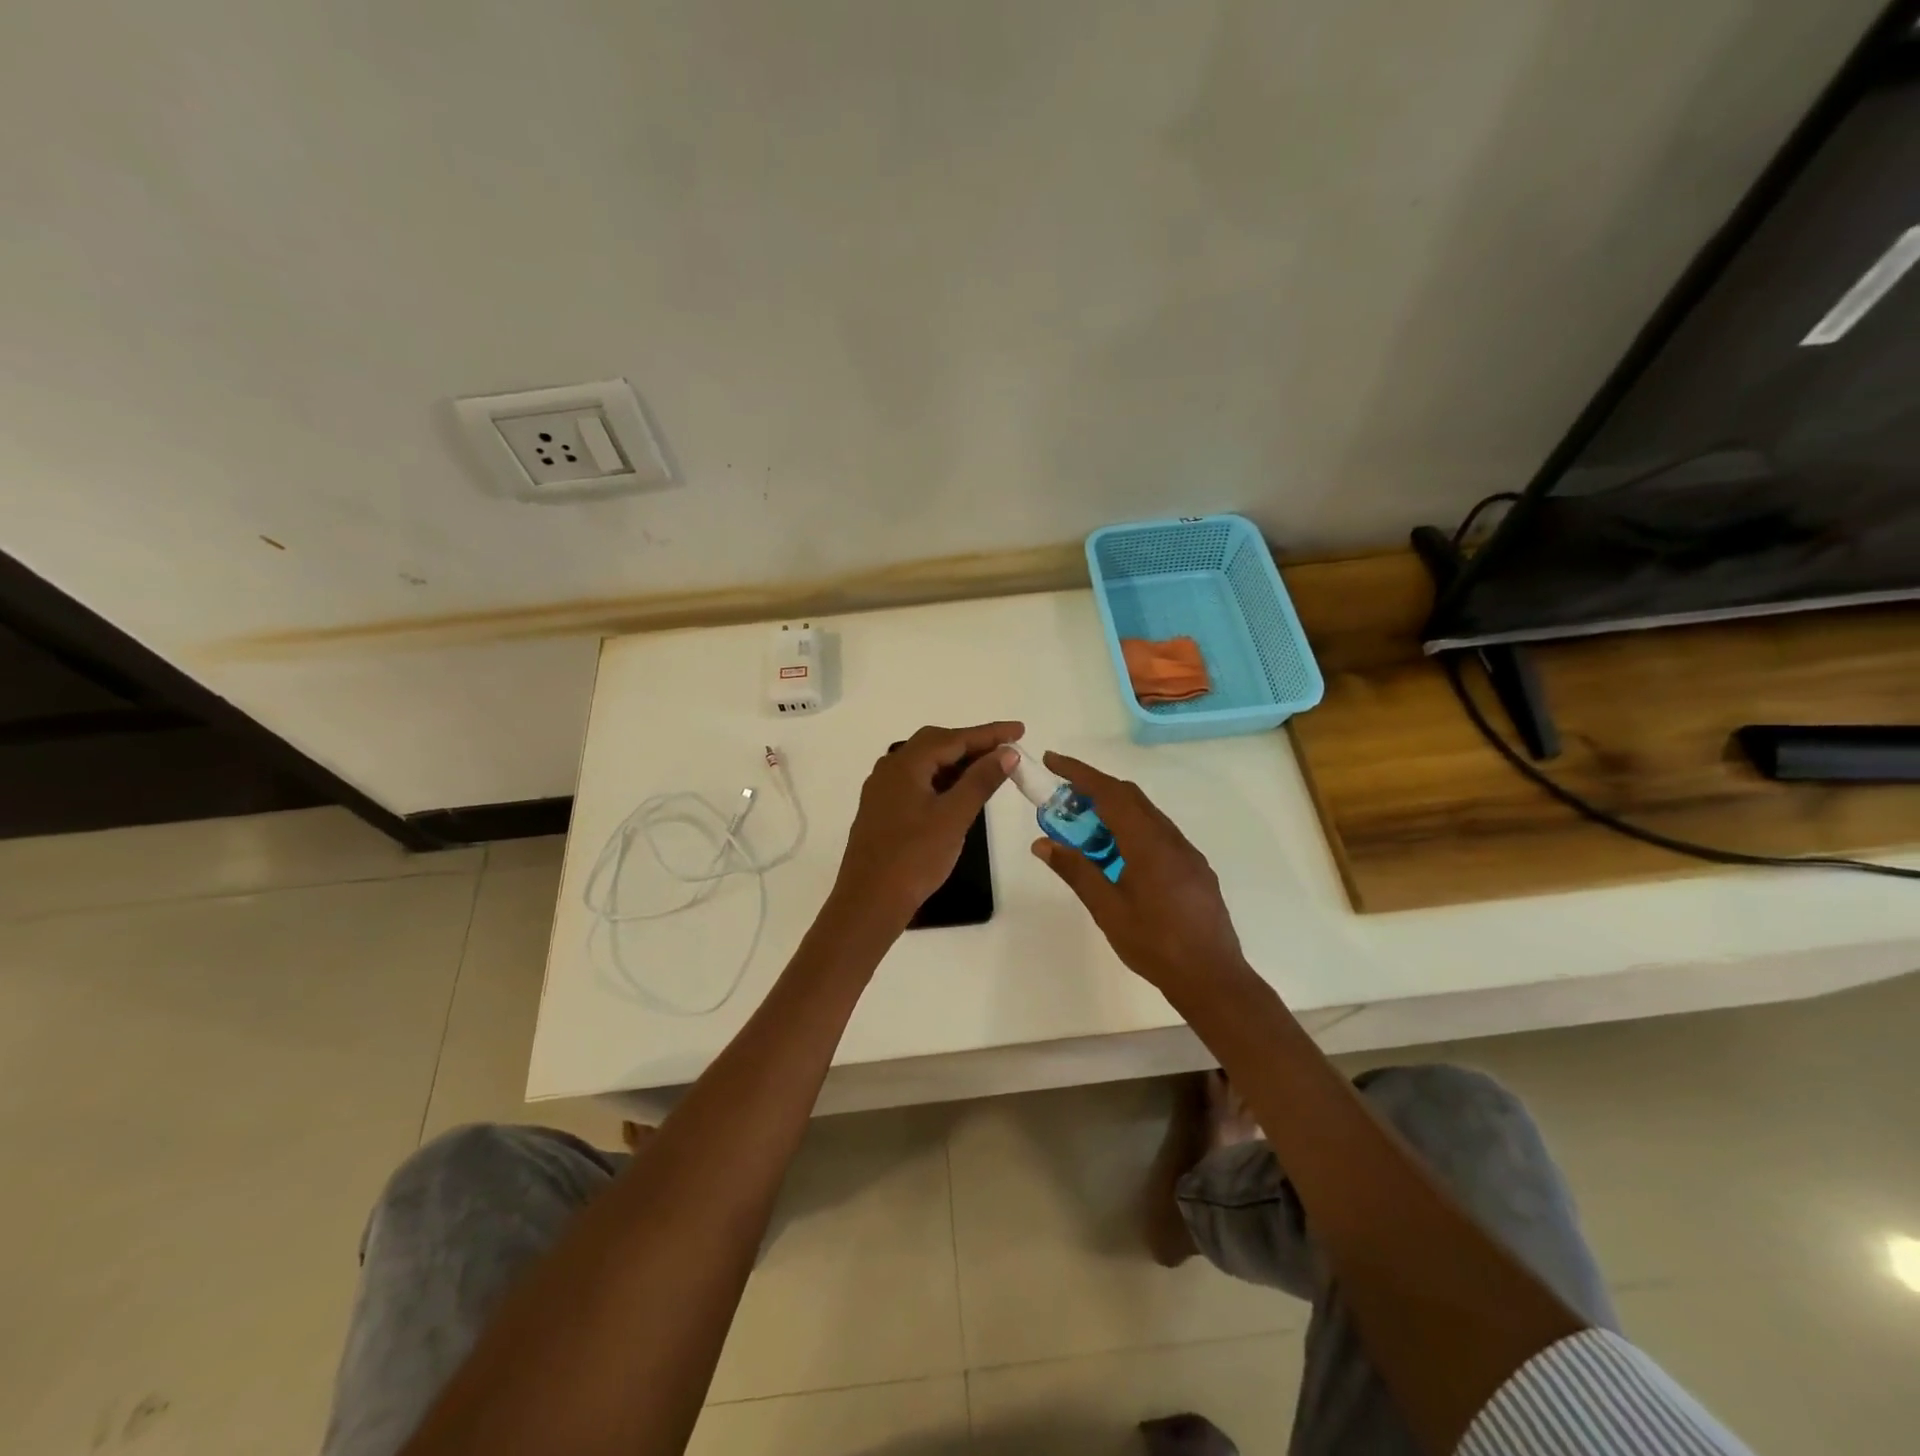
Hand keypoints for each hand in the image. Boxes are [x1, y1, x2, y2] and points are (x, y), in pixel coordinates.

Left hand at [830, 721, 1023, 930]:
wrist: (869, 902)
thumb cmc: (914, 857)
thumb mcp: (954, 817)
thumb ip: (981, 780)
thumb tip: (1006, 751)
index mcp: (905, 764)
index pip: (954, 738)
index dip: (989, 733)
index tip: (1019, 730)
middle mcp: (890, 769)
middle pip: (936, 744)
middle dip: (972, 744)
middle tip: (1006, 749)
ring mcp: (883, 790)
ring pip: (925, 764)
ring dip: (957, 762)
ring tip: (990, 768)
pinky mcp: (883, 810)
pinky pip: (917, 782)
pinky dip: (942, 780)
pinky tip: (959, 792)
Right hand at [1030, 751, 1249, 995]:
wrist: (1212, 978)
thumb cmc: (1155, 945)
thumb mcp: (1107, 909)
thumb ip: (1076, 871)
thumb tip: (1043, 843)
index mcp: (1148, 844)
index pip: (1110, 793)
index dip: (1079, 773)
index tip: (1053, 761)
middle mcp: (1171, 839)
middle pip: (1130, 797)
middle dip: (1094, 788)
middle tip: (1062, 798)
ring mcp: (1187, 853)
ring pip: (1146, 815)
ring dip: (1114, 810)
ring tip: (1084, 830)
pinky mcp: (1195, 869)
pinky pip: (1159, 834)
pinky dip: (1132, 830)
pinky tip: (1118, 857)